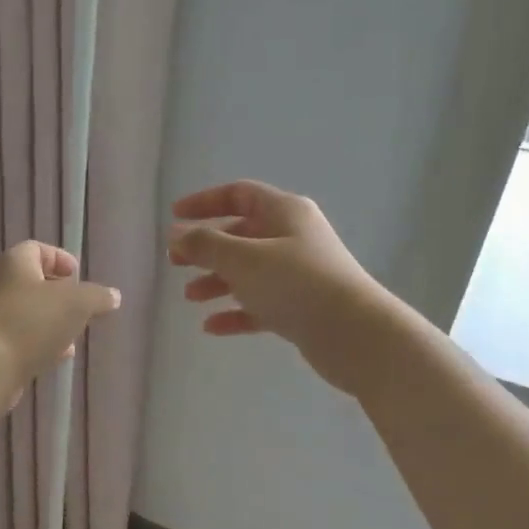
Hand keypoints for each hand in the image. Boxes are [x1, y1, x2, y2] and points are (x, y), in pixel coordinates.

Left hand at [0, 242, 119, 400]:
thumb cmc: (32, 322)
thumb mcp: (77, 303)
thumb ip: (97, 297)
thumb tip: (113, 296)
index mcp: (15, 263)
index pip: (37, 249)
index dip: (60, 259)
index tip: (77, 276)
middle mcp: (0, 285)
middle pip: (35, 283)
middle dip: (61, 296)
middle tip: (81, 308)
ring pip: (31, 313)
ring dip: (54, 323)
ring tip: (74, 336)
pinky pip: (23, 338)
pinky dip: (42, 343)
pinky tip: (58, 357)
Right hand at [169, 181, 399, 394]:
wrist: (354, 334)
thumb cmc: (295, 283)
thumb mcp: (242, 259)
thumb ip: (205, 244)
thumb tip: (176, 233)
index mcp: (284, 212)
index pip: (238, 194)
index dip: (204, 202)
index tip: (174, 216)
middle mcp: (293, 237)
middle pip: (241, 234)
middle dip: (206, 248)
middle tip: (175, 263)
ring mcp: (299, 273)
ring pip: (249, 272)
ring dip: (217, 281)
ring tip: (190, 298)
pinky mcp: (302, 307)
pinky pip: (260, 304)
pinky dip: (236, 312)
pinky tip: (212, 327)